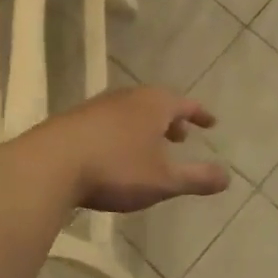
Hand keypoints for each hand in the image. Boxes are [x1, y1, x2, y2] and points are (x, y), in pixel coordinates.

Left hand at [20, 86, 230, 212]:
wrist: (51, 164)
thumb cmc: (116, 169)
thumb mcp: (163, 180)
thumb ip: (197, 178)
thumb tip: (227, 177)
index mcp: (154, 104)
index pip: (185, 104)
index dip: (200, 114)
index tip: (211, 123)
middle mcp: (128, 97)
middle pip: (157, 103)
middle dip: (171, 120)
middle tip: (181, 136)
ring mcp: (99, 106)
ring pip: (132, 112)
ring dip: (145, 126)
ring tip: (149, 147)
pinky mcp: (75, 120)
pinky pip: (110, 121)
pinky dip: (122, 132)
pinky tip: (115, 153)